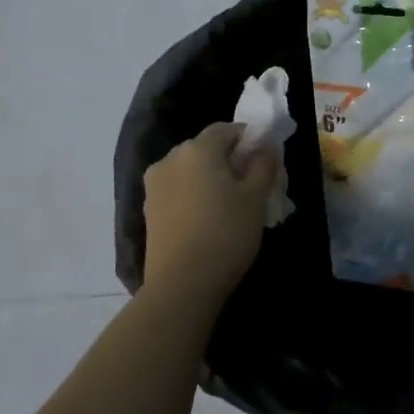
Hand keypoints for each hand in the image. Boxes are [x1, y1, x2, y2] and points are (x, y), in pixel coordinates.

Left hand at [144, 123, 277, 307]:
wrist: (182, 284)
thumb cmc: (225, 232)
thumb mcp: (256, 197)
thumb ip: (263, 165)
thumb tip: (265, 148)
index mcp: (197, 149)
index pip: (226, 129)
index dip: (247, 140)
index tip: (263, 161)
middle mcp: (170, 159)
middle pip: (205, 149)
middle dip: (227, 160)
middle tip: (249, 186)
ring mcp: (154, 186)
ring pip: (189, 171)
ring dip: (208, 179)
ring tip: (227, 207)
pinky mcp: (148, 211)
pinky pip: (177, 192)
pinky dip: (192, 197)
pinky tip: (206, 221)